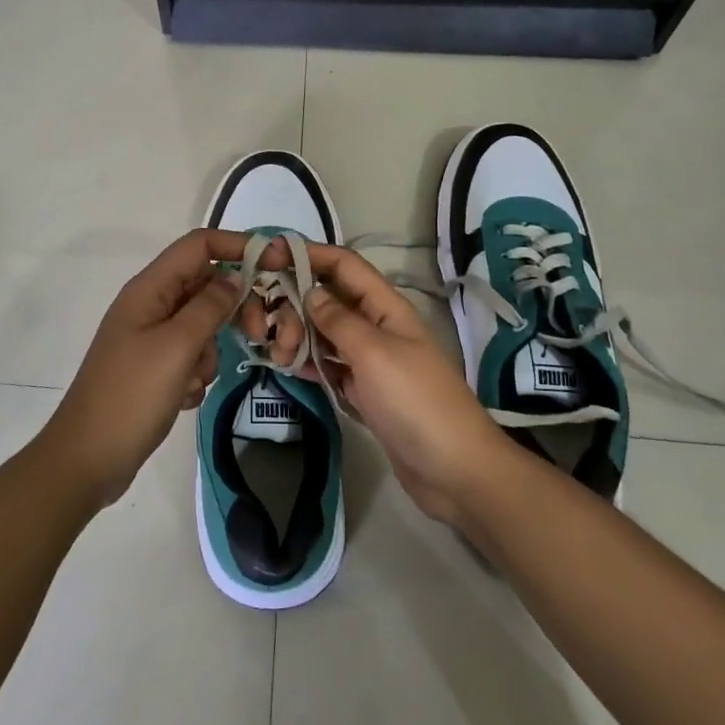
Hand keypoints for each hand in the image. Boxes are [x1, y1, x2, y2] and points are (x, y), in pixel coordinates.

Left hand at [39, 229, 247, 506]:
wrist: (87, 460)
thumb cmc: (131, 396)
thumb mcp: (177, 347)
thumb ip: (209, 307)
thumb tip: (234, 276)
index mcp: (149, 289)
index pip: (199, 245)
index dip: (238, 245)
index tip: (278, 262)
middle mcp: (150, 305)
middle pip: (205, 285)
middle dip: (232, 307)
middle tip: (256, 333)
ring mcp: (150, 337)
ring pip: (202, 324)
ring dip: (210, 351)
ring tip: (195, 379)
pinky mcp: (154, 367)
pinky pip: (191, 355)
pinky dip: (196, 373)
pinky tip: (183, 398)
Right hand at [263, 244, 506, 527]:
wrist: (455, 470)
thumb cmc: (415, 401)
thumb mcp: (374, 353)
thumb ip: (338, 320)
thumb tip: (310, 291)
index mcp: (385, 307)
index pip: (344, 265)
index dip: (310, 254)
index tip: (270, 255)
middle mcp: (376, 327)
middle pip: (329, 298)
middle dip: (295, 304)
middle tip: (269, 330)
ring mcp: (370, 361)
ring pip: (325, 333)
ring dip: (298, 335)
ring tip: (276, 353)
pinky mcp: (365, 391)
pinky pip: (329, 365)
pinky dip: (308, 363)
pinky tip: (287, 366)